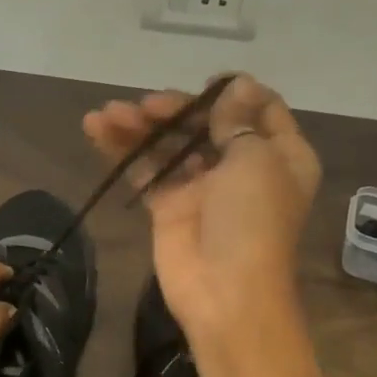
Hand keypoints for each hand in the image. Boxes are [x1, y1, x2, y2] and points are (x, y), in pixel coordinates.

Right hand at [83, 74, 319, 341]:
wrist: (225, 292)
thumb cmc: (252, 220)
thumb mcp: (255, 160)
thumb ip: (237, 121)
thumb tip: (237, 84)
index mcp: (279, 154)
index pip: (260, 109)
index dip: (233, 92)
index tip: (204, 86)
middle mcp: (242, 165)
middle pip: (205, 123)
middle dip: (173, 110)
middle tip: (144, 107)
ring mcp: (202, 186)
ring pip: (169, 144)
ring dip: (139, 126)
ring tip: (106, 114)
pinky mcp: (168, 205)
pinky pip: (145, 169)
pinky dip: (122, 150)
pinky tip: (97, 130)